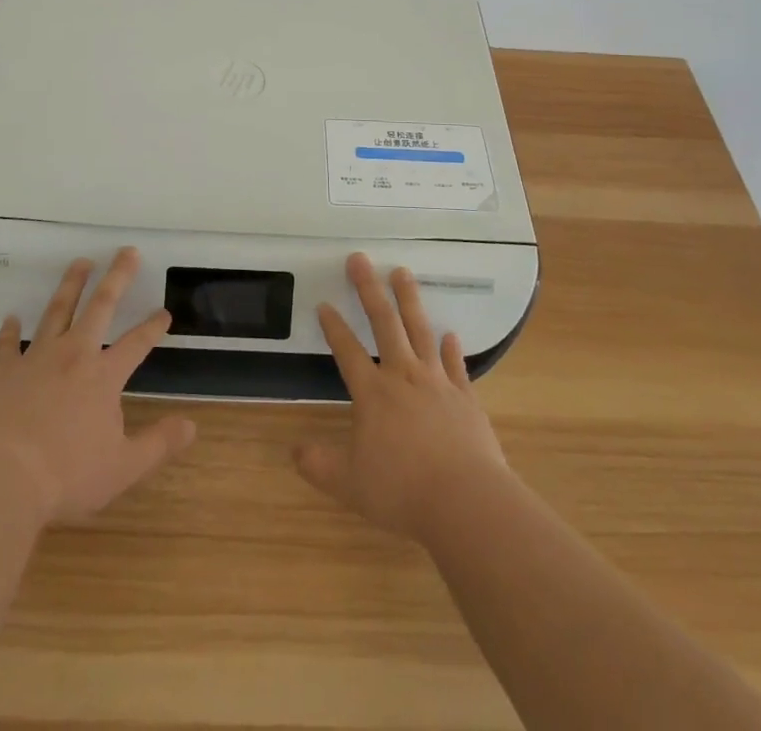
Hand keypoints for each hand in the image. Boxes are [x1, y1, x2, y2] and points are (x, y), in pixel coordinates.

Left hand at [0, 247, 195, 523]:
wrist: (0, 481)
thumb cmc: (66, 477)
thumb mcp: (123, 468)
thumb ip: (158, 444)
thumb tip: (192, 425)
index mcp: (104, 376)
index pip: (136, 343)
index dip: (153, 326)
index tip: (164, 312)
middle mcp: (73, 356)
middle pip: (99, 306)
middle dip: (117, 277)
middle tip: (127, 251)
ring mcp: (35, 360)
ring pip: (57, 312)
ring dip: (71, 285)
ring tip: (80, 262)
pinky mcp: (2, 373)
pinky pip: (7, 346)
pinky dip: (9, 331)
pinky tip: (11, 318)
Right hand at [295, 252, 511, 541]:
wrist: (466, 501)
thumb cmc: (402, 490)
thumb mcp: (350, 484)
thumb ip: (320, 465)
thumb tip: (294, 451)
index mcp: (373, 394)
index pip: (347, 351)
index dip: (334, 327)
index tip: (324, 303)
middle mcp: (403, 377)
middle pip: (384, 323)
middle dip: (369, 289)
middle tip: (360, 258)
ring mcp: (437, 383)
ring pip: (420, 330)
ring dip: (409, 300)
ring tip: (402, 271)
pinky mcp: (466, 398)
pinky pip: (457, 365)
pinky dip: (452, 349)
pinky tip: (450, 334)